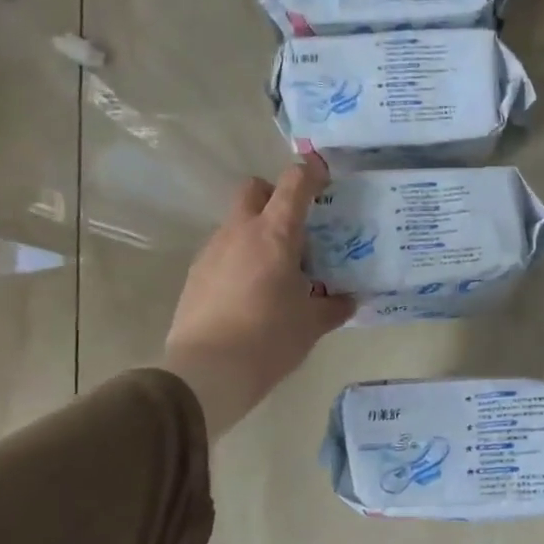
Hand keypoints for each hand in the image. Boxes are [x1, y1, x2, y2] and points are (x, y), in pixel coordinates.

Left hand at [161, 153, 353, 437]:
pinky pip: (223, 251)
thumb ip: (334, 306)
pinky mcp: (196, 274)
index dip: (311, 172)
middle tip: (296, 228)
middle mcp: (240, 232)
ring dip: (257, 231)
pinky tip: (251, 292)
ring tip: (277, 269)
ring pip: (237, 222)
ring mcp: (212, 251)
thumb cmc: (269, 339)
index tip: (324, 176)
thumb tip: (348, 300)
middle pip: (254, 189)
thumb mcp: (312, 324)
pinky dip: (240, 258)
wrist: (207, 371)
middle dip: (275, 196)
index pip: (294, 184)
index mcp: (275, 235)